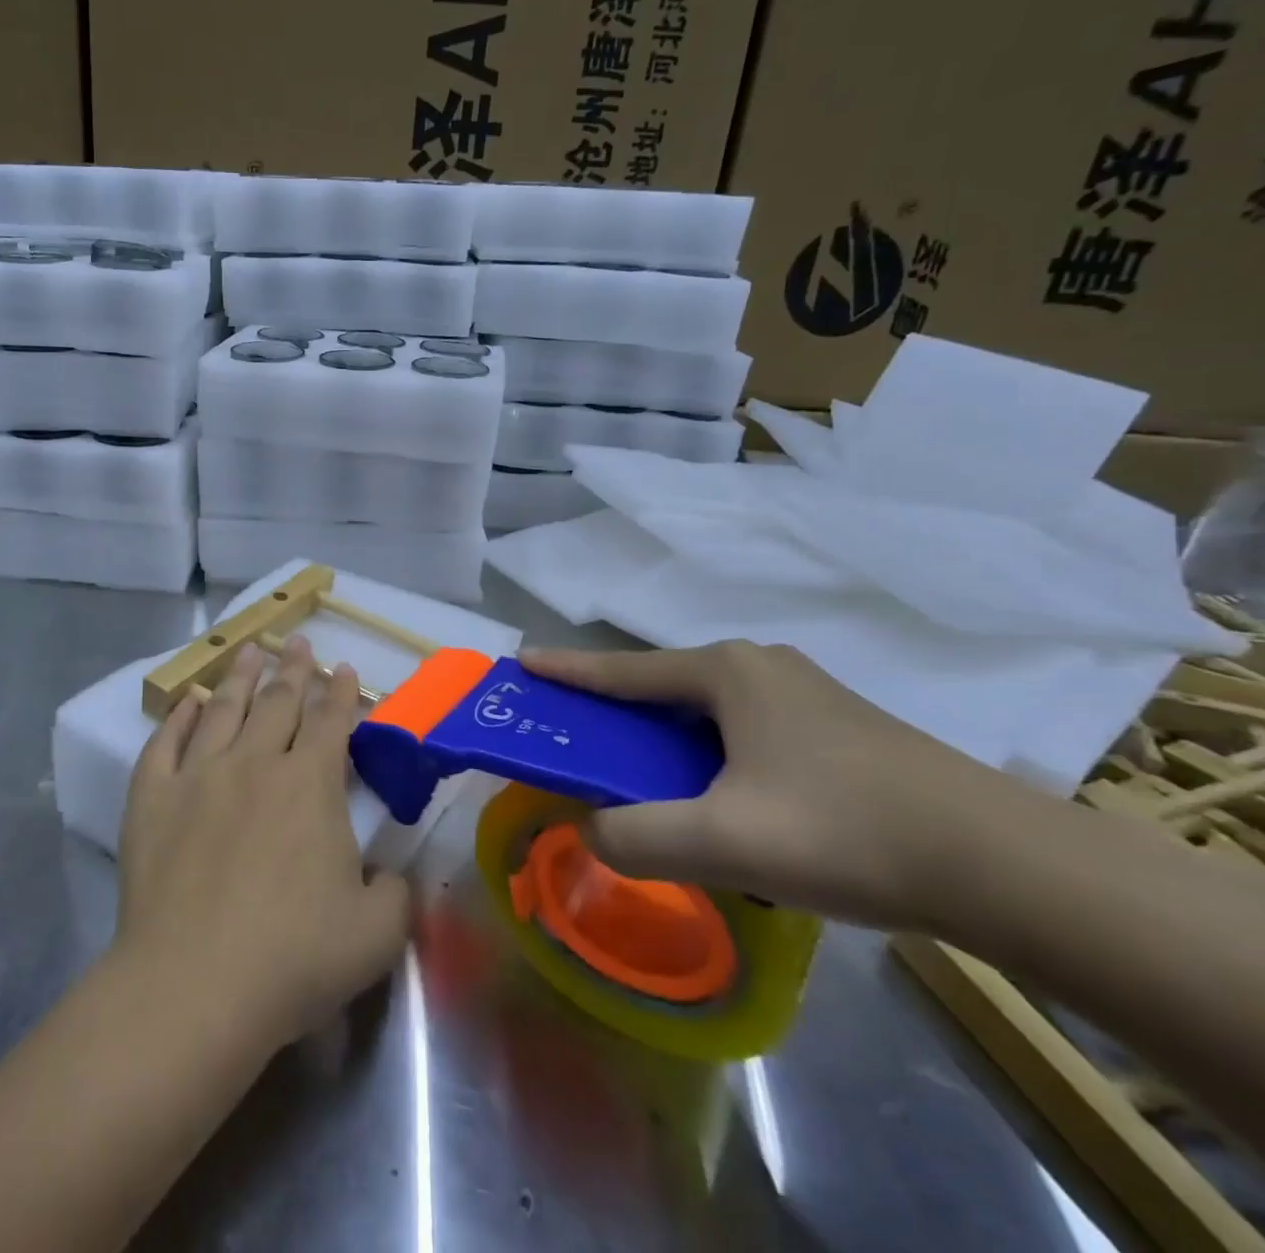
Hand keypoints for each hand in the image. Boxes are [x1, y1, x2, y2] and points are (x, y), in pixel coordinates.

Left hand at [114, 638, 411, 1050]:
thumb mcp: (376, 934)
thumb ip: (394, 894)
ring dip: (240, 677)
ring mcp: (198, 776)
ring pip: (223, 709)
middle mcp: (255, 763)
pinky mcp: (152, 799)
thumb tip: (387, 875)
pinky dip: (178, 718)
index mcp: (310, 785)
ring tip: (248, 651)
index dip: (340, 693)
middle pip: (278, 702)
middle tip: (298, 642)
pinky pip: (164, 744)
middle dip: (293, 670)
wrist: (195, 985)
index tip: (343, 668)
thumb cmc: (294, 958)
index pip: (331, 723)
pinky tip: (187, 702)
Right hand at [518, 641, 1012, 927]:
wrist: (1008, 866)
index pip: (623, 670)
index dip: (567, 671)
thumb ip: (636, 839)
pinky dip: (712, 759)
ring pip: (709, 716)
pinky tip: (725, 804)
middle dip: (619, 715)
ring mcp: (806, 695)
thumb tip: (591, 833)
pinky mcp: (839, 730)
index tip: (522, 664)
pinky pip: (746, 734)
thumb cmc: (847, 831)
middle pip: (665, 690)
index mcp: (726, 672)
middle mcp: (761, 668)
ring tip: (650, 786)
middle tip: (583, 744)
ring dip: (670, 744)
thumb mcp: (724, 842)